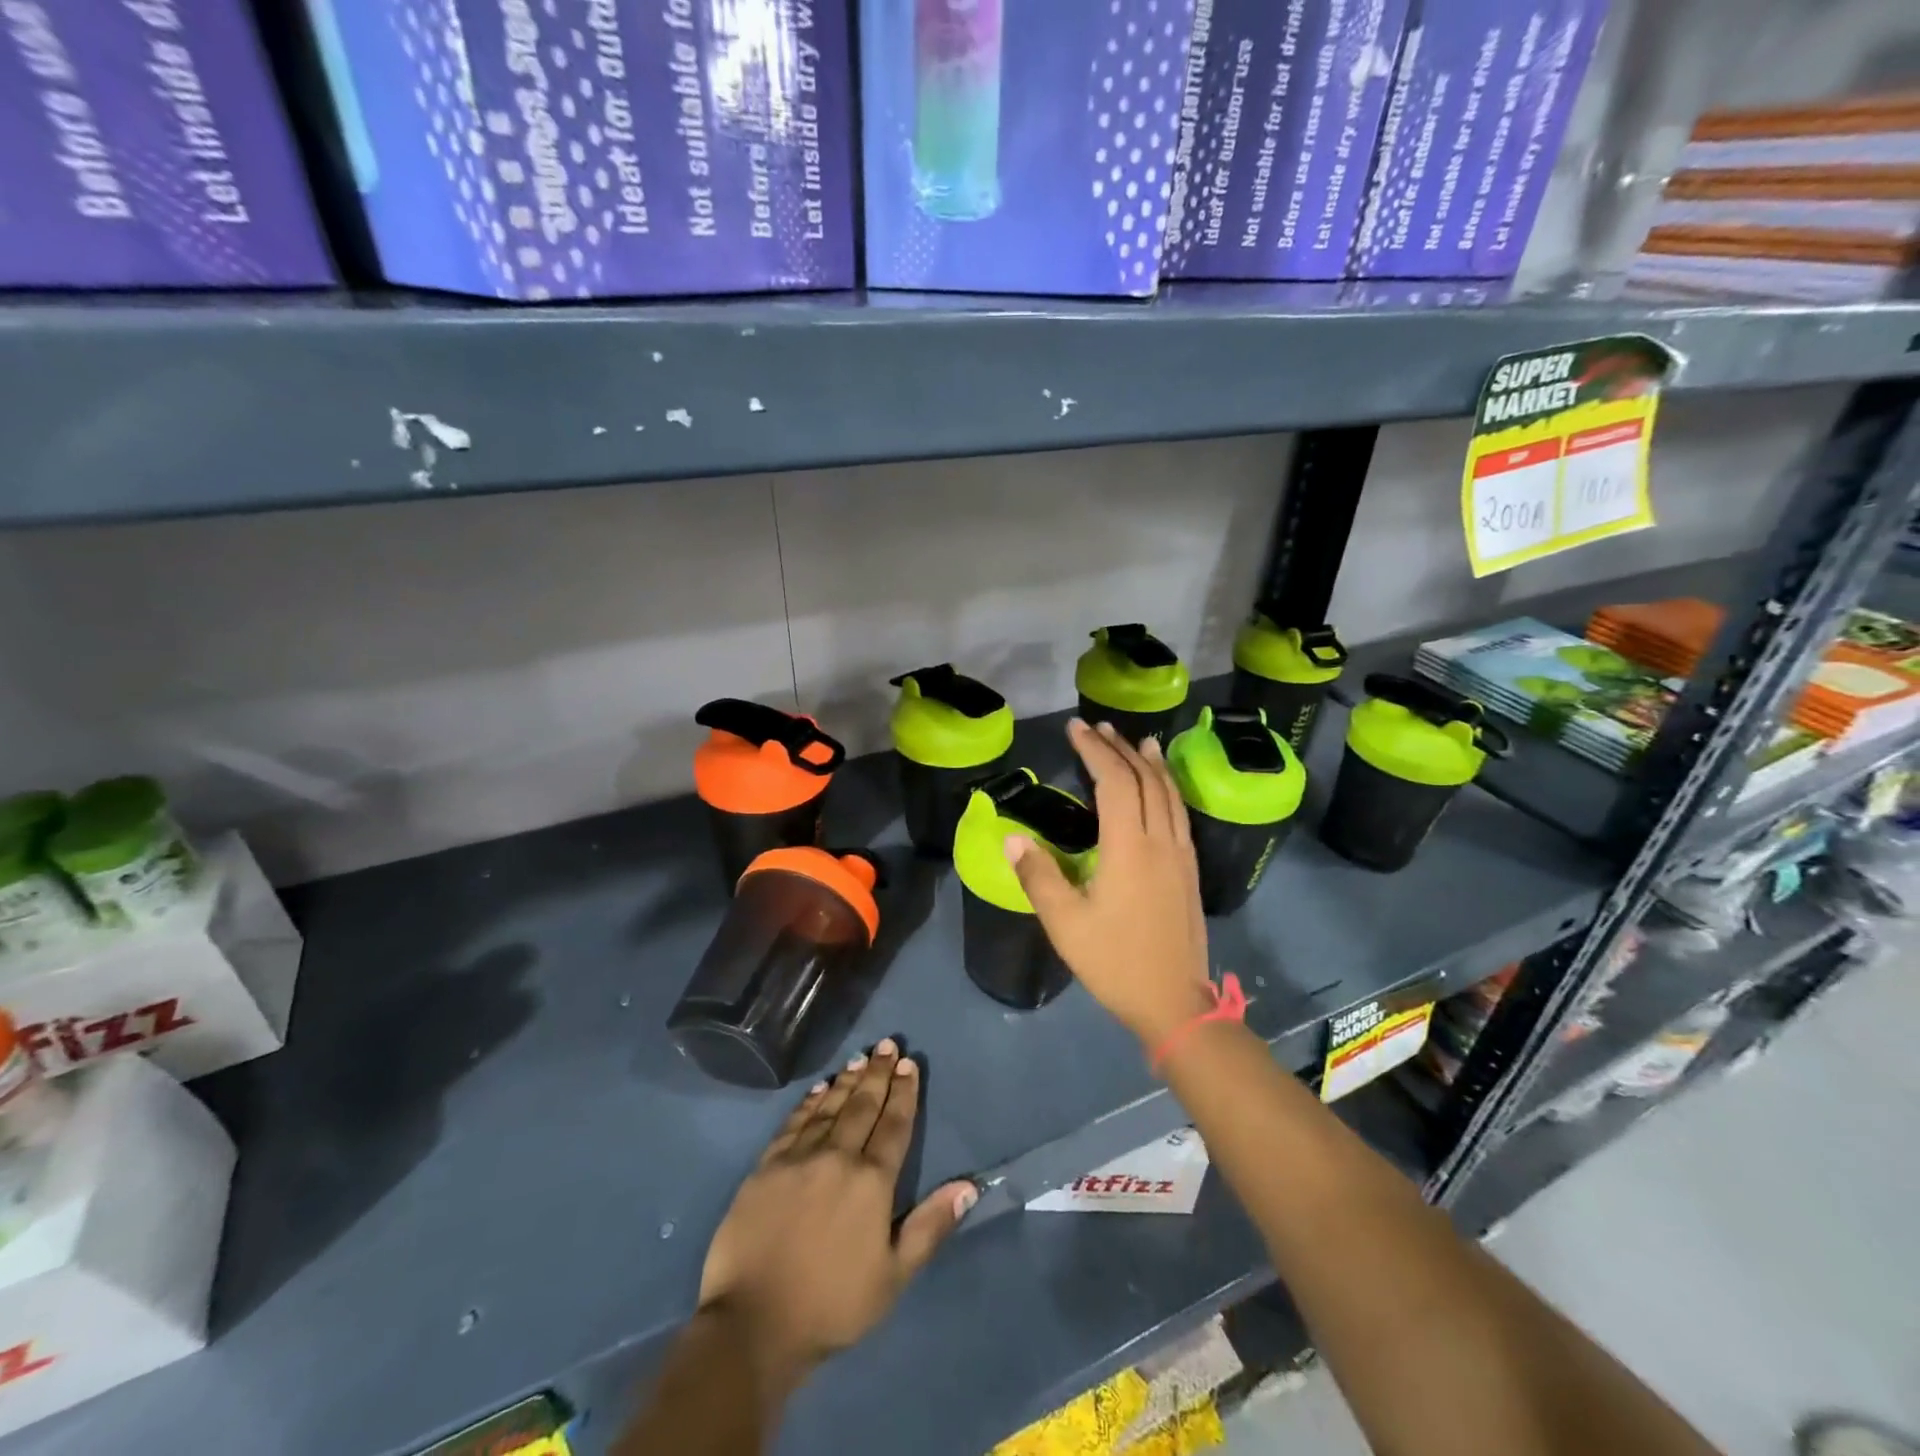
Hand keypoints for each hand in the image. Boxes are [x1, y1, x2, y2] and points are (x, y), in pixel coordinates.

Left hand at [697, 1039, 977, 1393]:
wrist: (753, 1324)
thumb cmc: (832, 1305)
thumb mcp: (894, 1276)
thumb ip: (930, 1226)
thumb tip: (969, 1185)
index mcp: (872, 1181)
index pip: (894, 1125)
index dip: (904, 1093)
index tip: (910, 1064)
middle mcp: (837, 1157)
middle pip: (863, 1106)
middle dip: (879, 1073)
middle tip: (888, 1044)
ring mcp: (798, 1158)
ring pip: (830, 1107)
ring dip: (848, 1081)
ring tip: (860, 1058)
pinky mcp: (766, 1166)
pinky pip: (793, 1123)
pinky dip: (809, 1102)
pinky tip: (818, 1089)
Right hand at [1006, 720, 1216, 1048]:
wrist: (1175, 1002)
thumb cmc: (1115, 962)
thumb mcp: (1065, 923)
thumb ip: (1038, 876)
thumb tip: (1012, 836)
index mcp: (1129, 847)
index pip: (1114, 781)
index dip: (1095, 749)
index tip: (1076, 727)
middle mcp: (1160, 840)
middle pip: (1144, 779)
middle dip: (1120, 748)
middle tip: (1098, 726)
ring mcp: (1181, 854)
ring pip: (1168, 793)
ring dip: (1149, 763)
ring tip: (1137, 741)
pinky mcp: (1190, 869)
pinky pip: (1179, 812)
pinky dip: (1167, 787)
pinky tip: (1161, 788)